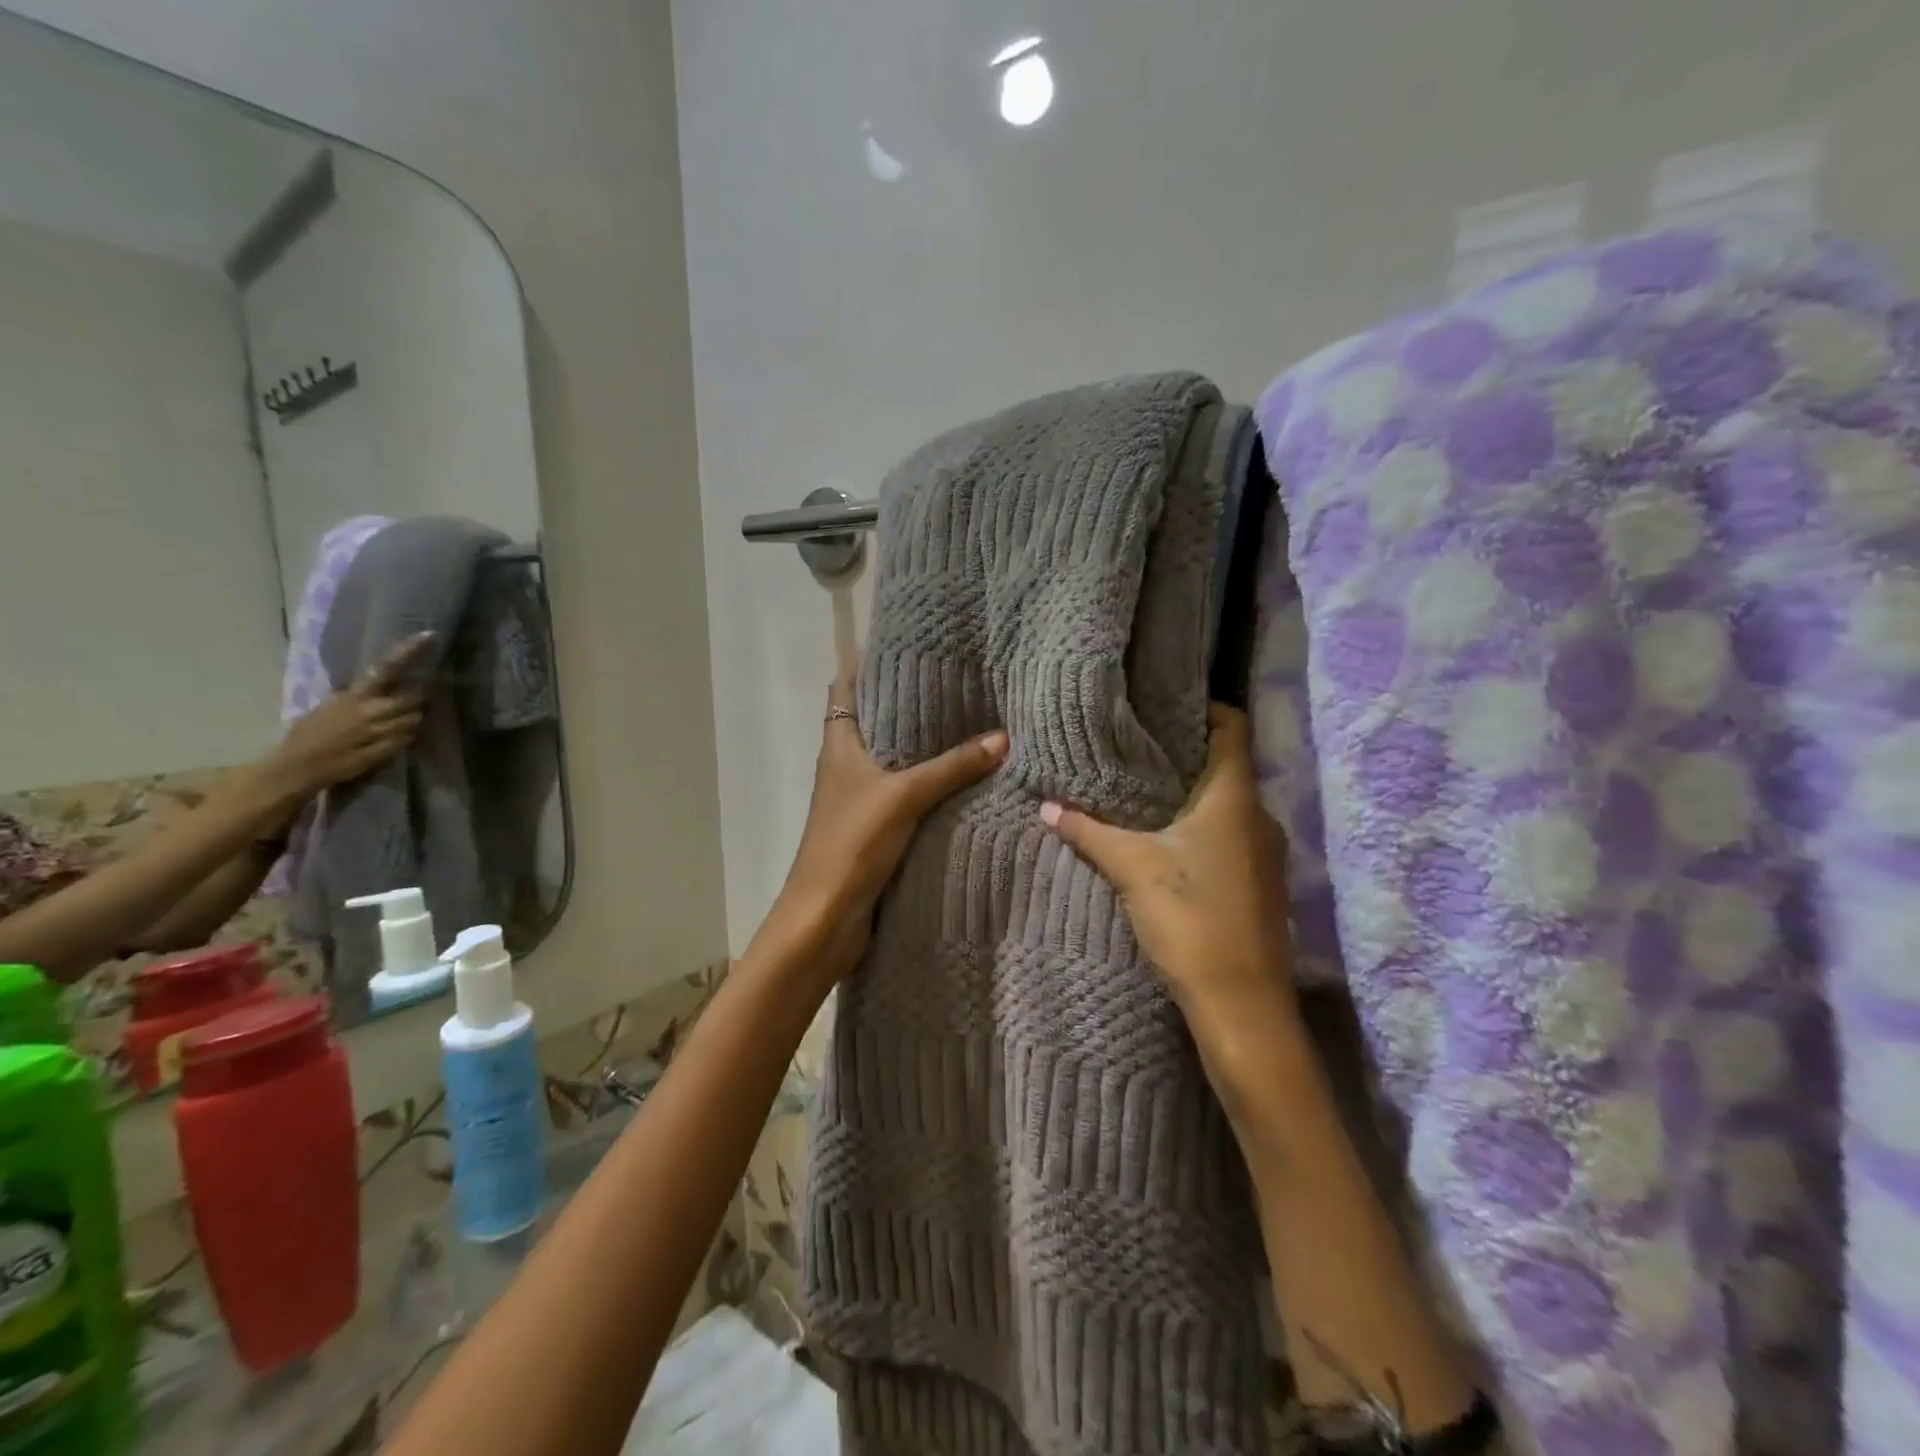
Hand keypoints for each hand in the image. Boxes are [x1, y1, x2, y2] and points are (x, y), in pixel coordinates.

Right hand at [261, 633, 433, 801]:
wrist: (295, 766)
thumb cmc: (308, 734)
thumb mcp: (331, 707)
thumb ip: (358, 697)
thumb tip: (382, 686)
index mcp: (353, 695)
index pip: (386, 668)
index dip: (408, 652)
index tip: (429, 636)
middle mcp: (369, 711)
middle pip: (413, 697)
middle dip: (420, 697)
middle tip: (419, 698)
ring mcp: (377, 732)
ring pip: (414, 719)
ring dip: (412, 719)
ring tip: (399, 722)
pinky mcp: (382, 752)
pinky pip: (407, 739)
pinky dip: (406, 737)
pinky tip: (395, 738)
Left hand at [761, 670, 1008, 981]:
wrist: (826, 917)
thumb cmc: (852, 843)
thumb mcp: (903, 796)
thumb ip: (951, 767)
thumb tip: (1003, 738)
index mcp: (839, 745)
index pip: (844, 688)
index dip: (866, 663)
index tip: (905, 645)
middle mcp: (845, 766)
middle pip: (874, 721)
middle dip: (908, 702)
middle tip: (955, 681)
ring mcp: (859, 798)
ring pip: (893, 759)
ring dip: (922, 746)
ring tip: (968, 721)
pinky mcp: (875, 829)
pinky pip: (906, 794)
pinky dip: (929, 784)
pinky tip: (963, 779)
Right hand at [1038, 704, 1295, 1024]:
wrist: (1241, 1005)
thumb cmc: (1190, 918)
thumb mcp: (1131, 867)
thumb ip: (1088, 832)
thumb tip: (1046, 806)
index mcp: (1235, 797)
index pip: (1233, 727)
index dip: (1204, 708)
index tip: (1163, 706)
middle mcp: (1260, 816)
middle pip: (1227, 765)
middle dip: (1184, 754)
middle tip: (1136, 747)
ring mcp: (1266, 853)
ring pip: (1228, 804)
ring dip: (1191, 795)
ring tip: (1142, 791)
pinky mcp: (1260, 884)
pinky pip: (1231, 836)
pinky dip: (1202, 828)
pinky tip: (1166, 841)